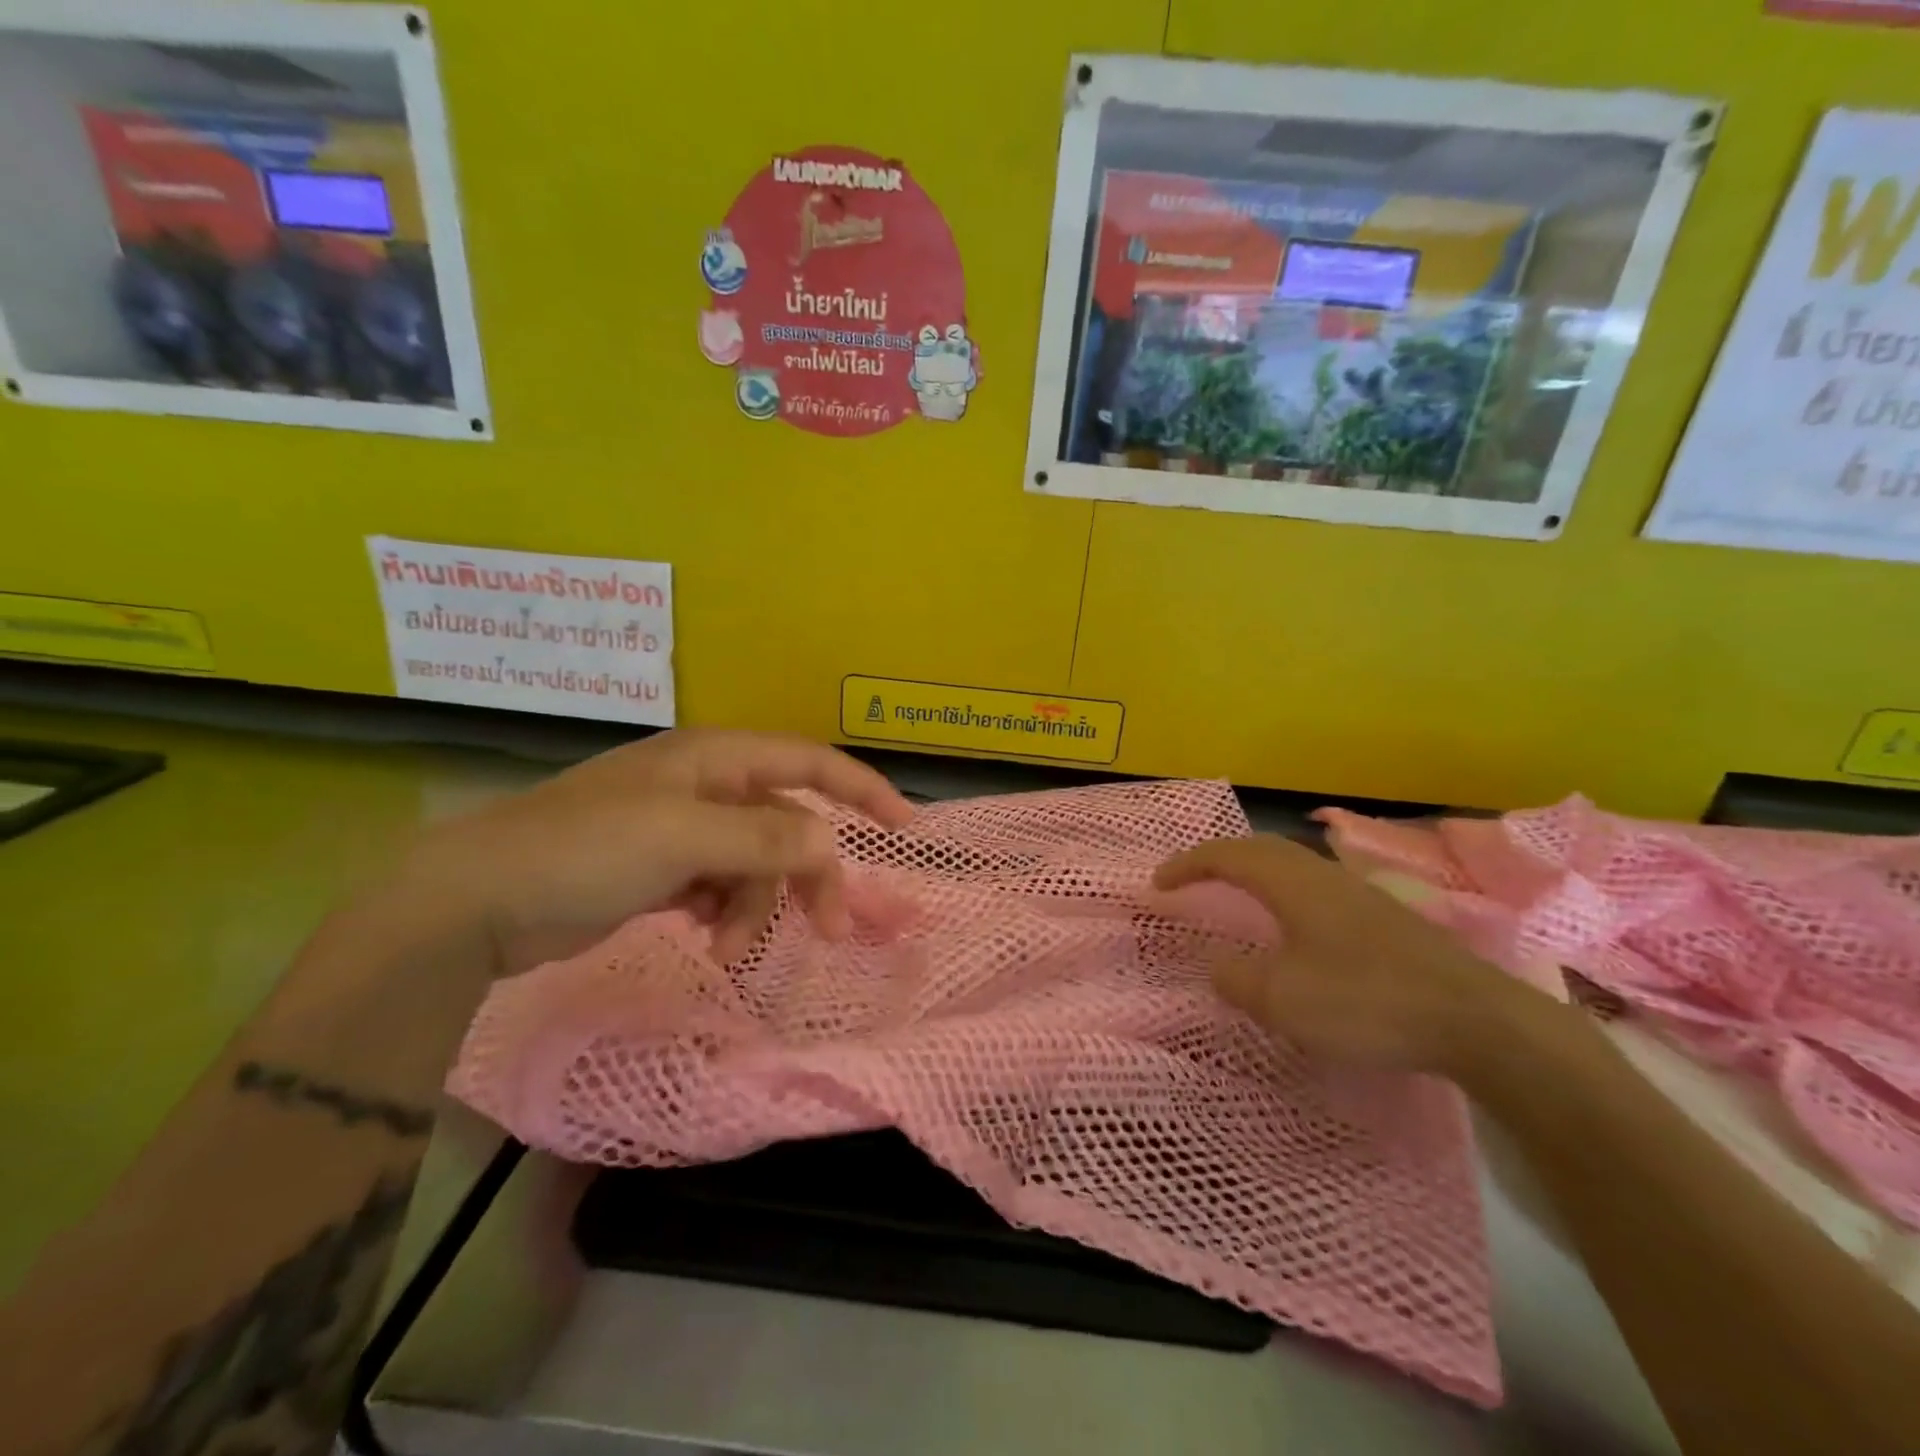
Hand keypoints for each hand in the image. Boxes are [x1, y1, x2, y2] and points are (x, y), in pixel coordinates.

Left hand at [413, 730, 915, 973]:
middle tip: (831, 930)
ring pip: (756, 864)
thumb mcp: (684, 838)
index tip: (906, 828)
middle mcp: (707, 786)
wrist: (478, 900)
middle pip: (788, 824)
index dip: (863, 790)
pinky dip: (724, 914)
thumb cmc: (585, 850)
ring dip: (755, 908)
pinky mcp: (662, 869)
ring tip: (726, 951)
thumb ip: (766, 838)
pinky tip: (703, 936)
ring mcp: (684, 829)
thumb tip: (830, 841)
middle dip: (809, 875)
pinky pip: (721, 887)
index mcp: (716, 759)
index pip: (811, 763)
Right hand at [1154, 835, 1534, 1075]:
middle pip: (1260, 848)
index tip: (1157, 884)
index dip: (1187, 864)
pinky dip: (1284, 892)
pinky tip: (1294, 925)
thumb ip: (1237, 979)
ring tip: (1234, 894)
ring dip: (1254, 871)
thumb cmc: (1366, 1001)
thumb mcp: (1283, 999)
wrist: (1476, 1021)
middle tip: (1190, 879)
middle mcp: (1322, 875)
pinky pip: (1315, 887)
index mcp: (1292, 883)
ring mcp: (1359, 894)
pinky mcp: (1384, 918)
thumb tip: (1218, 966)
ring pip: (1292, 865)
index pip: (1226, 856)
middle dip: (1218, 858)